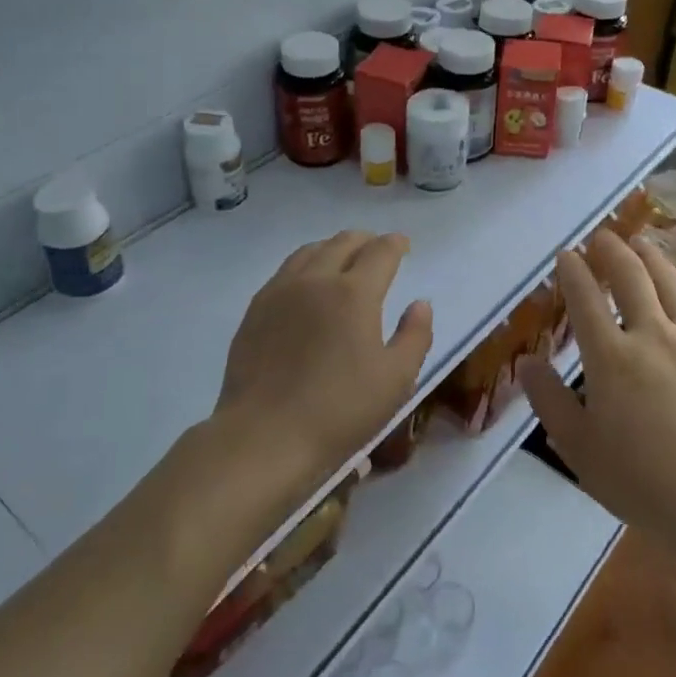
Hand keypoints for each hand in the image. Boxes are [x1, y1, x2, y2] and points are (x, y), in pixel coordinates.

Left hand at [213, 231, 433, 483]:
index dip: (395, 244)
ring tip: (342, 259)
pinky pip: (284, 272)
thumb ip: (415, 336)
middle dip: (365, 240)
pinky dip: (305, 265)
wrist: (265, 435)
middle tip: (377, 248)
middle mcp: (315, 280)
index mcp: (354, 292)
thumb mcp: (396, 380)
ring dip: (332, 248)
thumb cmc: (340, 410)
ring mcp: (279, 292)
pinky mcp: (255, 310)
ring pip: (309, 251)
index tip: (403, 244)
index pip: (380, 252)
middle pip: (342, 243)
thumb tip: (420, 304)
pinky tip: (306, 284)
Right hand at [521, 233, 675, 562]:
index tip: (565, 255)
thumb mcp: (580, 449)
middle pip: (630, 277)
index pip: (585, 299)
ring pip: (669, 283)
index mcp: (610, 358)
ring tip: (639, 242)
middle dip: (611, 251)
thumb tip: (527, 362)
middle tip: (601, 236)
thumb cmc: (643, 482)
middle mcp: (651, 335)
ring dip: (649, 257)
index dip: (572, 271)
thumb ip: (550, 400)